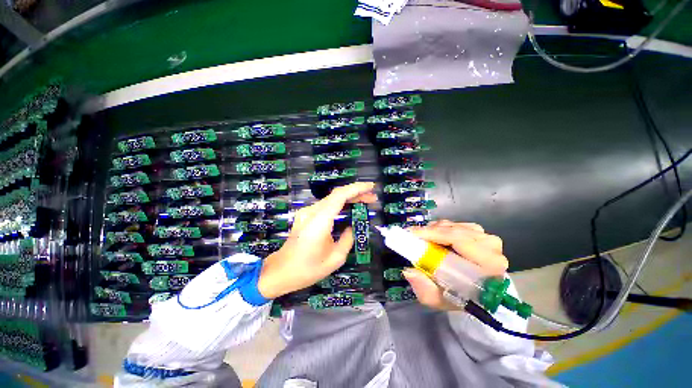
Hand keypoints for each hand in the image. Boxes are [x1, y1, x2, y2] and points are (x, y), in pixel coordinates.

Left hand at [257, 182, 377, 298]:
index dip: (356, 188)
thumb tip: (352, 226)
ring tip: (365, 202)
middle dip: (356, 193)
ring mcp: (307, 212)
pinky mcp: (305, 215)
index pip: (339, 196)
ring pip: (332, 198)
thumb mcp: (335, 258)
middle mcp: (312, 212)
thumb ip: (348, 238)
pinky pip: (326, 205)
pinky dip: (340, 204)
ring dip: (349, 198)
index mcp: (319, 221)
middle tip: (372, 198)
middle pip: (336, 195)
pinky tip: (349, 208)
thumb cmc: (308, 269)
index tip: (371, 187)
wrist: (281, 271)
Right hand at [402, 220, 508, 310]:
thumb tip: (409, 271)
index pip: (458, 239)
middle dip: (429, 232)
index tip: (412, 236)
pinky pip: (454, 224)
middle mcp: (491, 247)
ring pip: (452, 225)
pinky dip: (440, 228)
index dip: (433, 234)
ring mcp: (486, 237)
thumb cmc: (457, 297)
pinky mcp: (480, 233)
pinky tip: (434, 237)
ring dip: (434, 230)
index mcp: (489, 264)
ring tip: (422, 239)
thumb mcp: (437, 299)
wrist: (472, 293)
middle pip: (453, 230)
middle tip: (411, 236)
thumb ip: (424, 288)